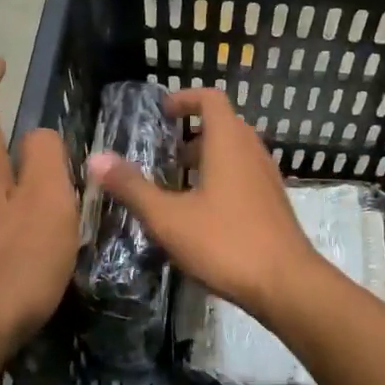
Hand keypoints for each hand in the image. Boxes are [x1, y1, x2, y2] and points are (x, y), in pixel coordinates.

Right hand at [87, 88, 318, 321]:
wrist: (287, 285)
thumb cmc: (225, 242)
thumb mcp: (168, 217)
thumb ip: (132, 187)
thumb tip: (96, 159)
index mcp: (228, 143)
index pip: (211, 100)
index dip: (185, 99)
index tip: (162, 113)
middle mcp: (252, 152)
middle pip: (224, 125)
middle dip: (193, 131)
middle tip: (165, 152)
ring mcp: (267, 179)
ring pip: (236, 152)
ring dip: (208, 157)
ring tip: (179, 182)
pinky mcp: (274, 204)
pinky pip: (245, 175)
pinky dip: (222, 178)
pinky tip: (203, 213)